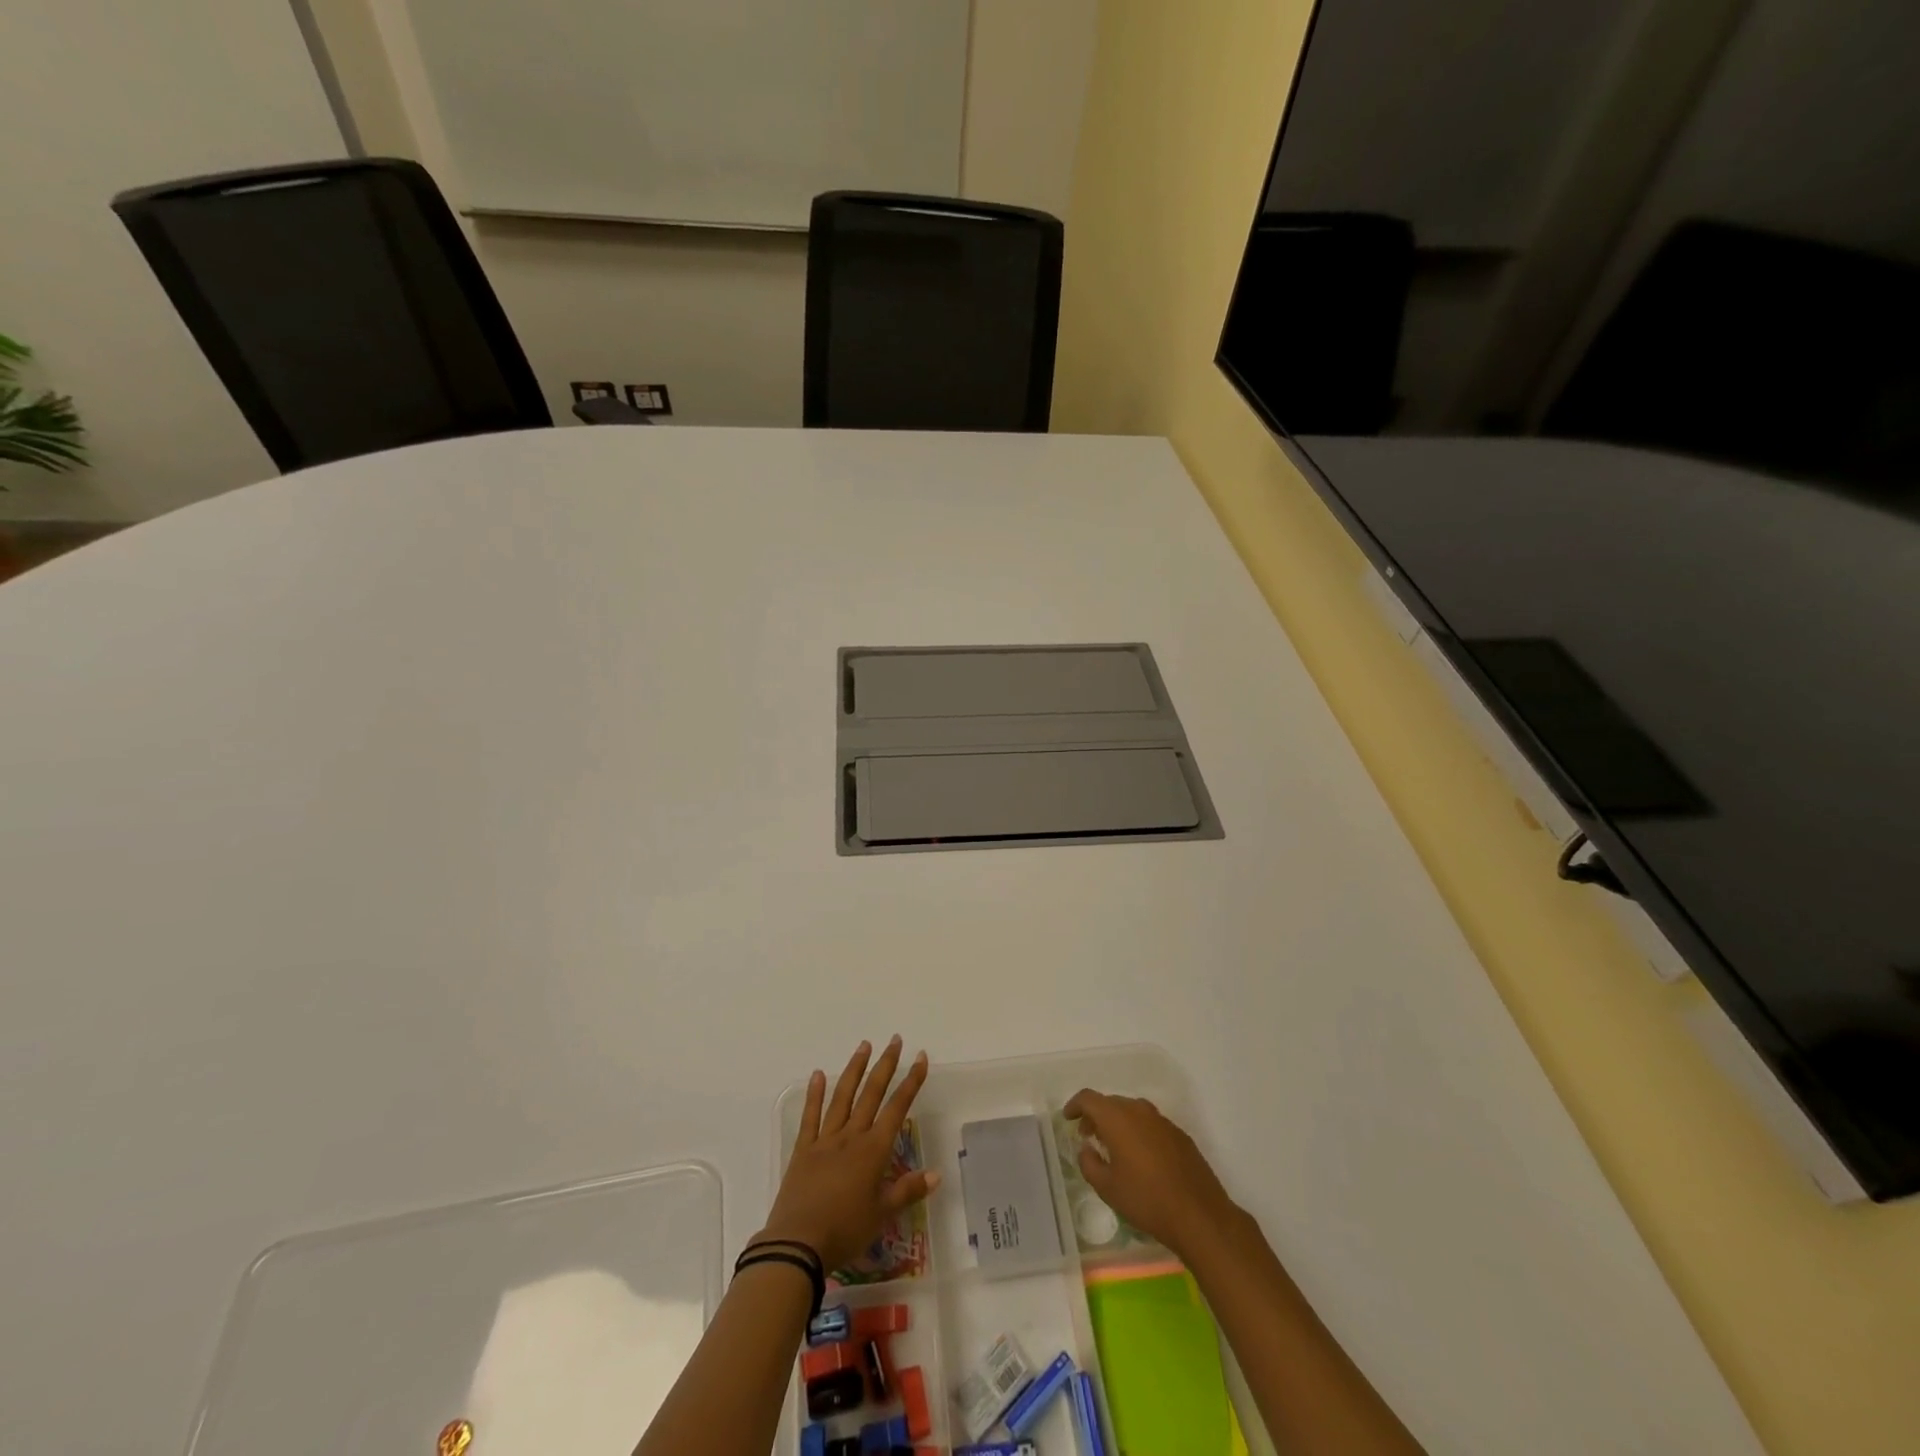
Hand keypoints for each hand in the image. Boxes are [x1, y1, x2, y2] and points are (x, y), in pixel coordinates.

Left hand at [756, 1037, 937, 1272]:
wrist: (798, 1244)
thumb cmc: (845, 1230)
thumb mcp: (882, 1215)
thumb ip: (908, 1191)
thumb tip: (936, 1174)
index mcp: (873, 1151)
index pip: (897, 1108)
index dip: (911, 1082)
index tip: (920, 1057)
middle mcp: (851, 1137)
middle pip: (871, 1094)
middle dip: (886, 1065)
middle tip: (895, 1040)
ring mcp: (825, 1140)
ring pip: (843, 1097)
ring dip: (855, 1069)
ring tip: (864, 1045)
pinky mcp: (803, 1150)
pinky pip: (810, 1116)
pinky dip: (815, 1094)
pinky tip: (819, 1074)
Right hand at [1064, 1089, 1238, 1258]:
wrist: (1199, 1215)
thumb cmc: (1146, 1200)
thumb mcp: (1107, 1188)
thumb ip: (1089, 1163)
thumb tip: (1087, 1149)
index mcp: (1117, 1118)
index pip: (1089, 1098)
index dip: (1075, 1105)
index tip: (1068, 1118)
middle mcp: (1139, 1110)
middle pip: (1111, 1103)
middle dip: (1096, 1116)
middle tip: (1088, 1136)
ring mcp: (1162, 1121)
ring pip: (1132, 1112)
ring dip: (1118, 1123)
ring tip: (1113, 1147)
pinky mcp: (1179, 1134)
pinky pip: (1150, 1124)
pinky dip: (1138, 1132)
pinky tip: (1140, 1158)